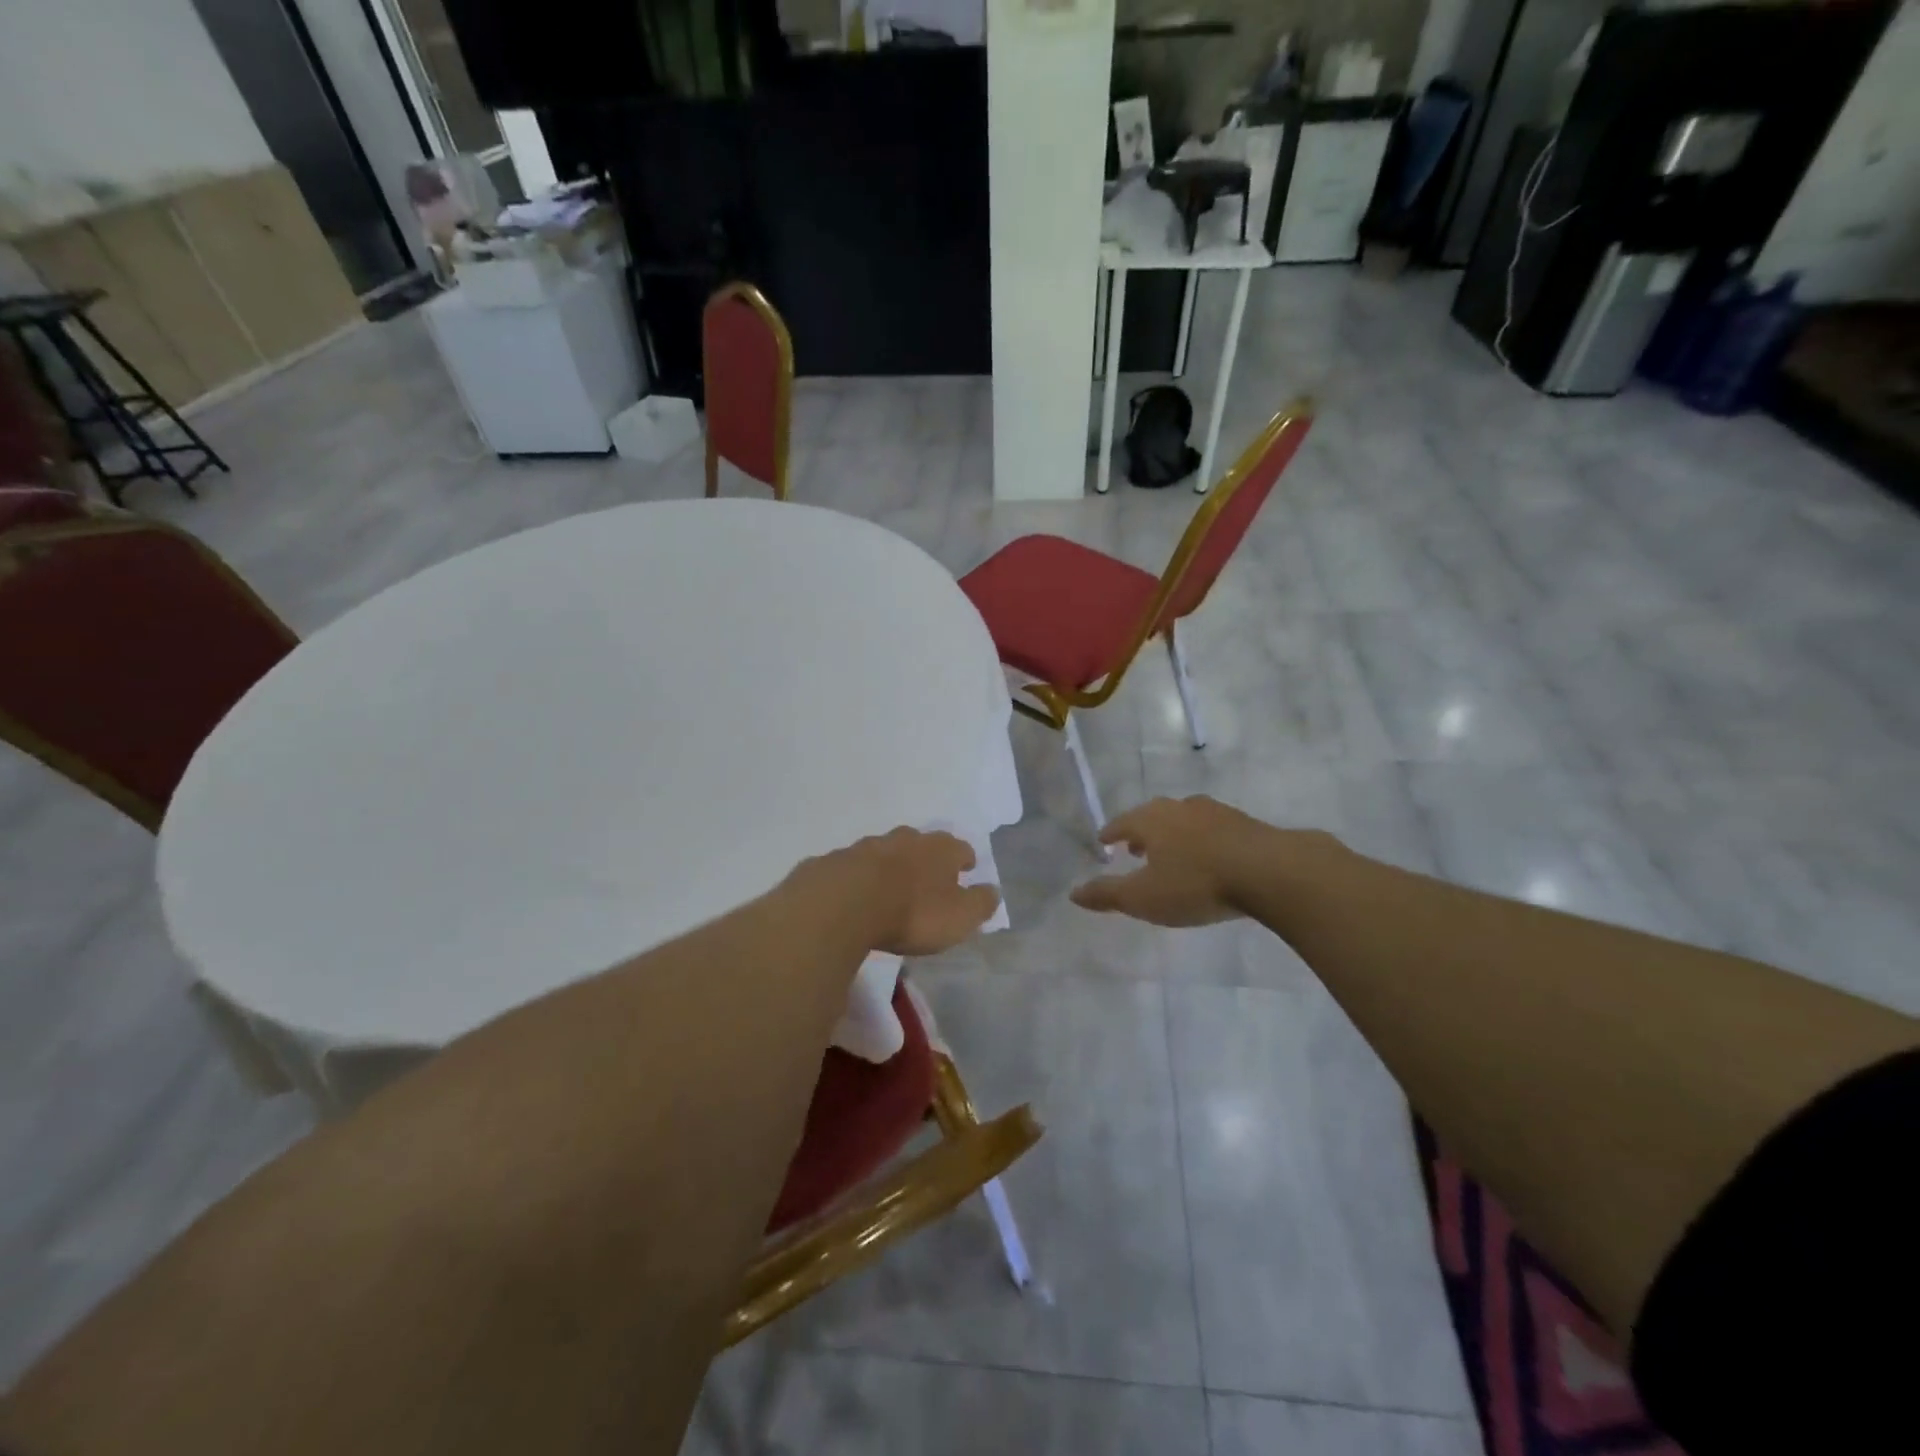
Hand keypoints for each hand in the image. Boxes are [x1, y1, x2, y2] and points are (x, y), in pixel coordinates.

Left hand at [828, 827, 1000, 956]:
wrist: (843, 904)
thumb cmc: (913, 912)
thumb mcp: (960, 917)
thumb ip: (980, 903)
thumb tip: (992, 891)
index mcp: (939, 849)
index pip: (960, 847)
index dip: (965, 859)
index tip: (967, 868)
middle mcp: (905, 839)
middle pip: (921, 843)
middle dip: (926, 857)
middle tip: (928, 876)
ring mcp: (867, 846)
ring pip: (885, 851)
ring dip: (891, 864)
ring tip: (890, 885)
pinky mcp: (835, 862)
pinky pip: (853, 867)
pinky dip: (858, 877)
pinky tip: (855, 893)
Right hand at [1070, 796, 1304, 926]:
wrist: (1269, 871)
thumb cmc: (1196, 884)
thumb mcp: (1143, 898)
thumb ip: (1107, 895)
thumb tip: (1073, 893)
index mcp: (1151, 821)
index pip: (1122, 823)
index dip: (1111, 833)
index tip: (1104, 842)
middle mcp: (1179, 808)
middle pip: (1153, 815)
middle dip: (1141, 831)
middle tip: (1135, 847)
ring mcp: (1215, 812)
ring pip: (1185, 818)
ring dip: (1173, 833)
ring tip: (1172, 852)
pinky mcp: (1245, 823)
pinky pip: (1213, 828)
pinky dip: (1203, 839)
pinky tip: (1211, 855)